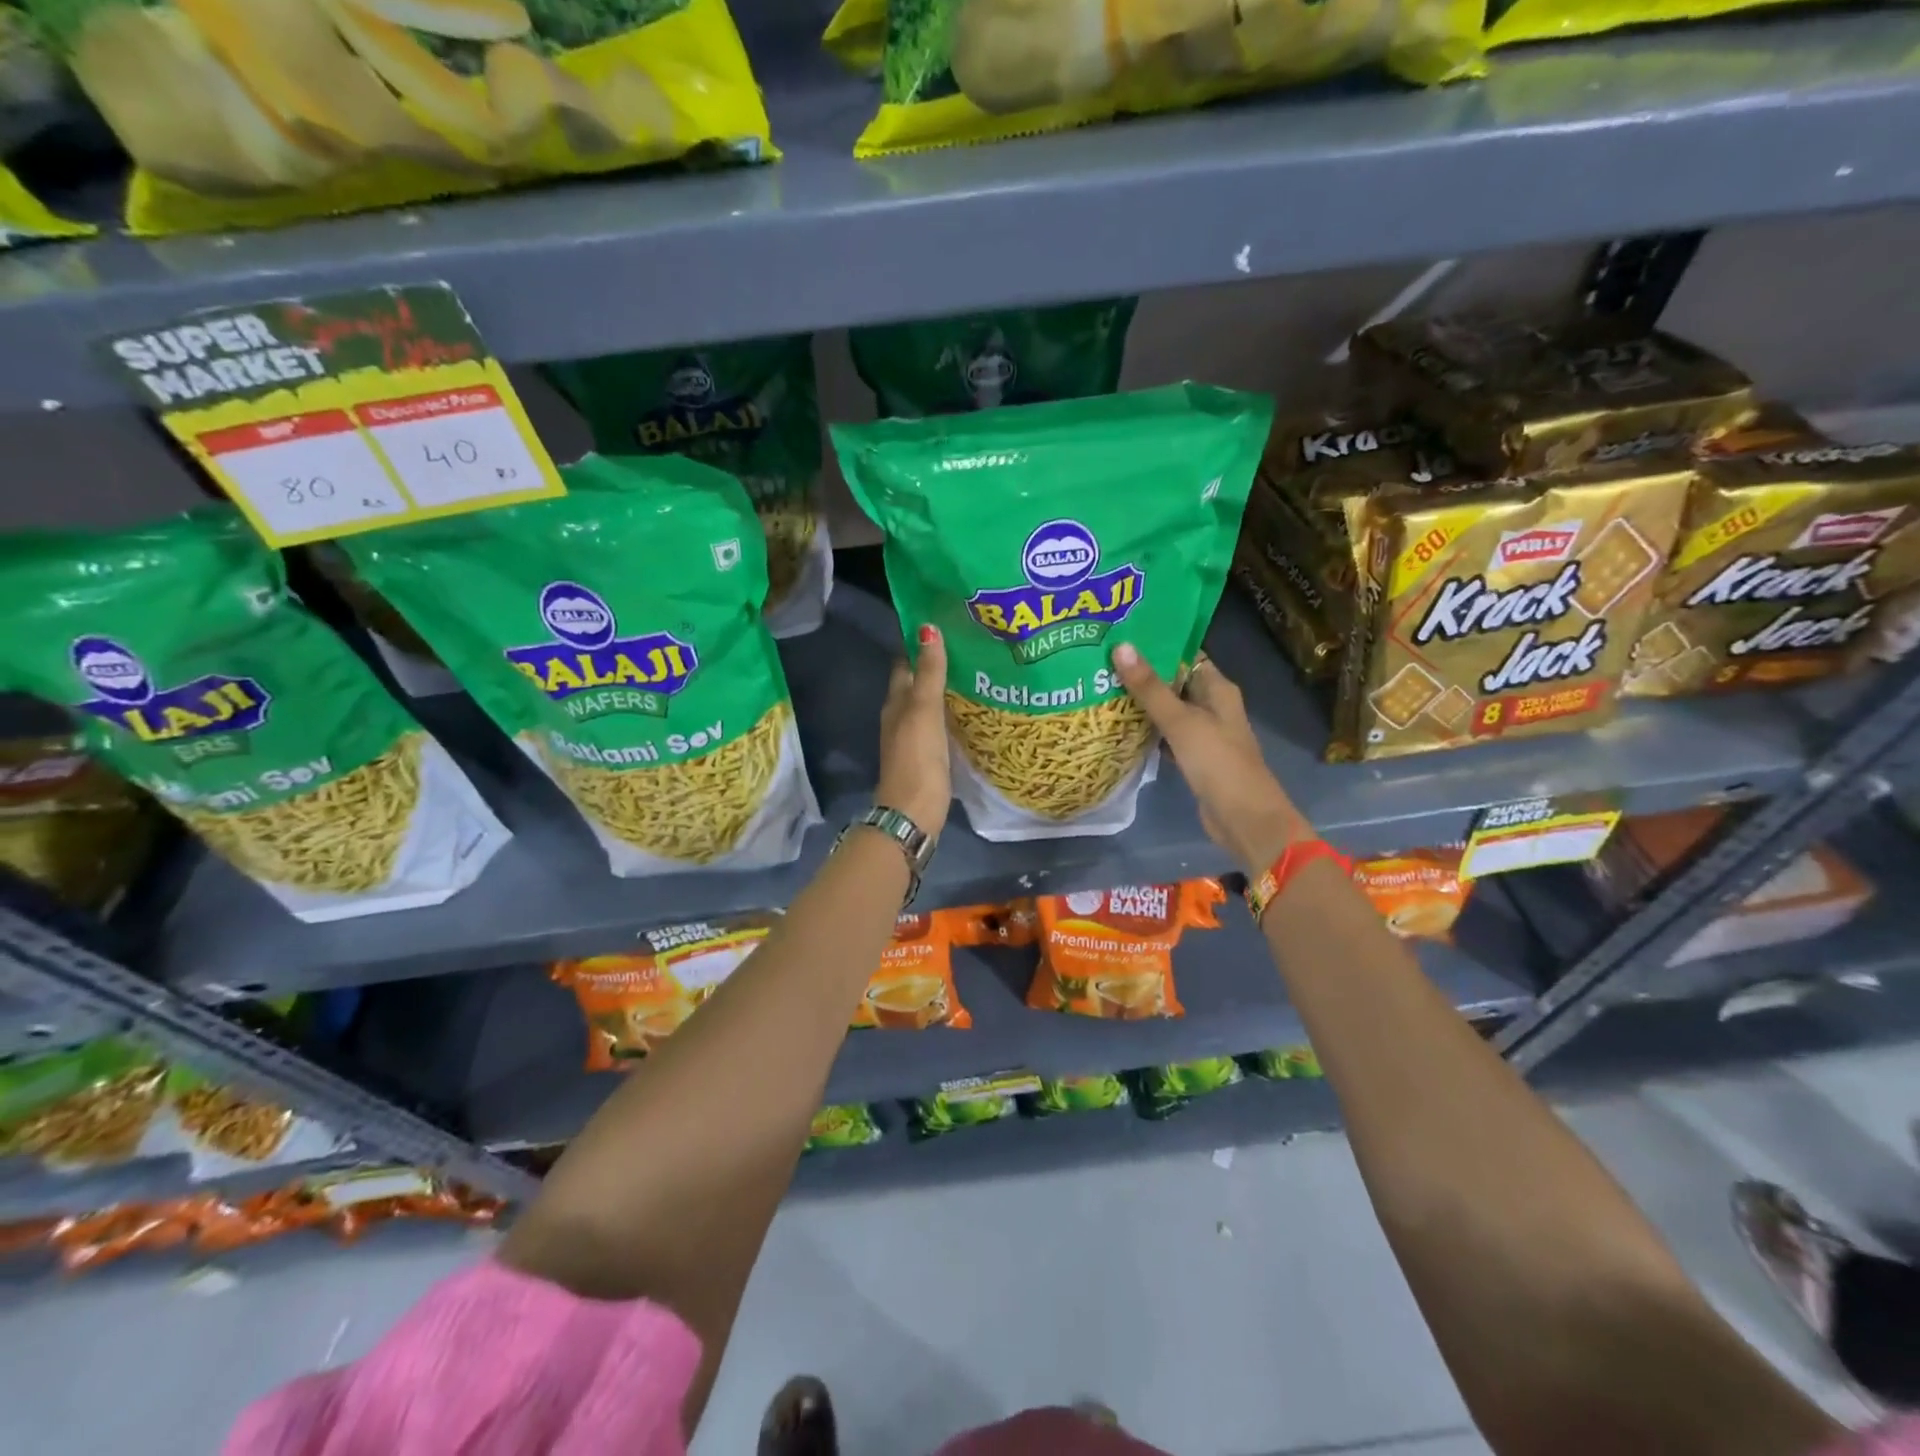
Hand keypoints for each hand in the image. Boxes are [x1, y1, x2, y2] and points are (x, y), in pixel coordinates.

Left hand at [876, 624, 951, 836]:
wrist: (914, 813)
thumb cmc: (917, 758)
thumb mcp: (924, 710)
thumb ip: (929, 673)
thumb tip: (927, 628)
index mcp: (896, 703)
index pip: (905, 665)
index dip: (919, 645)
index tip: (944, 626)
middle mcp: (900, 717)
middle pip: (916, 685)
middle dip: (935, 666)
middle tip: (967, 647)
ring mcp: (913, 739)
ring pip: (928, 706)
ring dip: (945, 691)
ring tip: (976, 673)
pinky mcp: (927, 758)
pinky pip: (939, 726)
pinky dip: (950, 714)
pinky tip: (970, 712)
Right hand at [1110, 642, 1311, 876]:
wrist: (1244, 818)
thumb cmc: (1218, 762)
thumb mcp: (1181, 721)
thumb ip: (1150, 687)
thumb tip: (1121, 646)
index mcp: (1218, 689)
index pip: (1186, 655)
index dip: (1157, 644)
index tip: (1120, 636)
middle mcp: (1213, 706)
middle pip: (1174, 682)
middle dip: (1142, 674)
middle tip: (1101, 661)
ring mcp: (1203, 734)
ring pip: (1168, 710)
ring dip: (1142, 703)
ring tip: (1102, 687)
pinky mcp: (1194, 758)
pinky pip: (1166, 736)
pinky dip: (1147, 731)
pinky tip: (1119, 727)